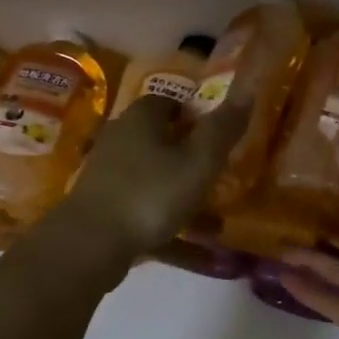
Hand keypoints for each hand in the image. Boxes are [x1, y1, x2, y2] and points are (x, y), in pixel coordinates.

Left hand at [56, 93, 249, 262]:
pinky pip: (145, 208)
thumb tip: (248, 90)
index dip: (198, 114)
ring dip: (182, 192)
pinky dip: (169, 221)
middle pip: (162, 139)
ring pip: (155, 176)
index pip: (172, 102)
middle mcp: (121, 137)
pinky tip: (195, 248)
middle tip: (220, 173)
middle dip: (191, 154)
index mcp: (142, 117)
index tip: (221, 135)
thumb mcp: (199, 161)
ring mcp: (108, 173)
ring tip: (215, 216)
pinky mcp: (103, 206)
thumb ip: (223, 128)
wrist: (90, 244)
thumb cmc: (151, 193)